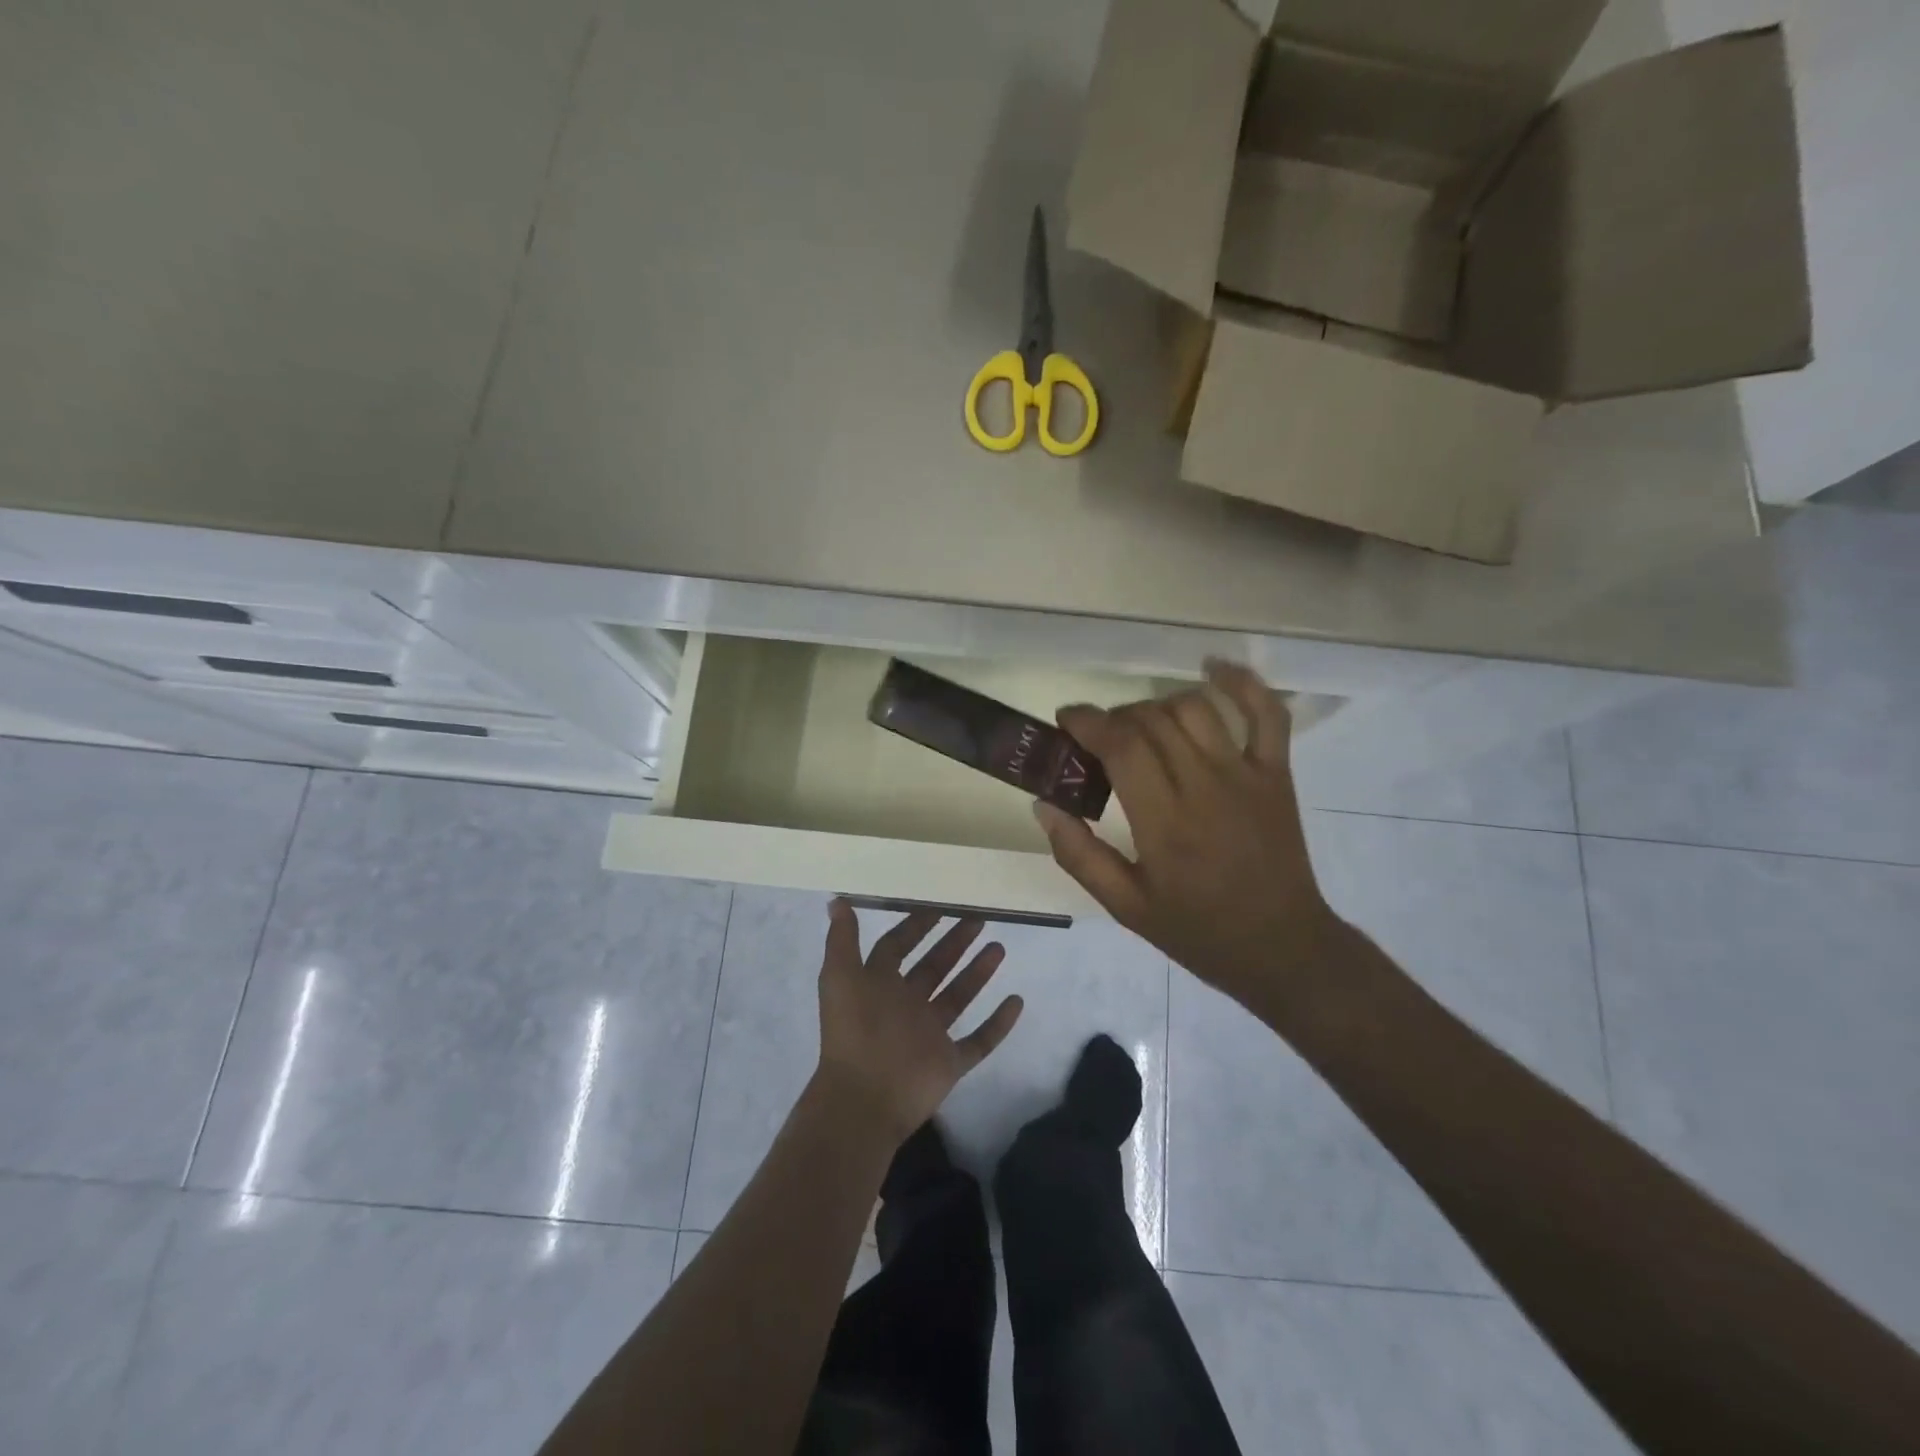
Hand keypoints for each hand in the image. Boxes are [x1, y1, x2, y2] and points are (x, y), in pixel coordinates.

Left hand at [813, 902, 1024, 1143]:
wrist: (864, 1098)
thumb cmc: (854, 1030)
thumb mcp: (841, 976)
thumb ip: (843, 939)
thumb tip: (838, 900)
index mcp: (878, 985)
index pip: (897, 948)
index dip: (915, 926)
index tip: (940, 905)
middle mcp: (905, 1006)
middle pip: (933, 967)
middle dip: (954, 943)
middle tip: (979, 919)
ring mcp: (929, 1035)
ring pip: (958, 997)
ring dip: (977, 973)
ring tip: (999, 948)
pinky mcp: (949, 1062)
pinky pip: (979, 1040)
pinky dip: (998, 1023)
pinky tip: (1017, 1001)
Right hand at [1032, 659, 1341, 1007]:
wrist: (1282, 948)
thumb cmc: (1198, 931)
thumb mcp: (1125, 907)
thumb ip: (1080, 856)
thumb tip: (1044, 804)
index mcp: (1165, 823)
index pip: (1122, 746)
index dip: (1088, 721)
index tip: (1067, 719)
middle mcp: (1205, 787)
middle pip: (1152, 721)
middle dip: (1115, 717)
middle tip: (1099, 738)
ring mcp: (1247, 775)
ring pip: (1195, 708)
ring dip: (1159, 705)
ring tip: (1143, 725)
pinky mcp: (1277, 774)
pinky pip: (1267, 713)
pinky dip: (1243, 682)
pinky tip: (1212, 668)